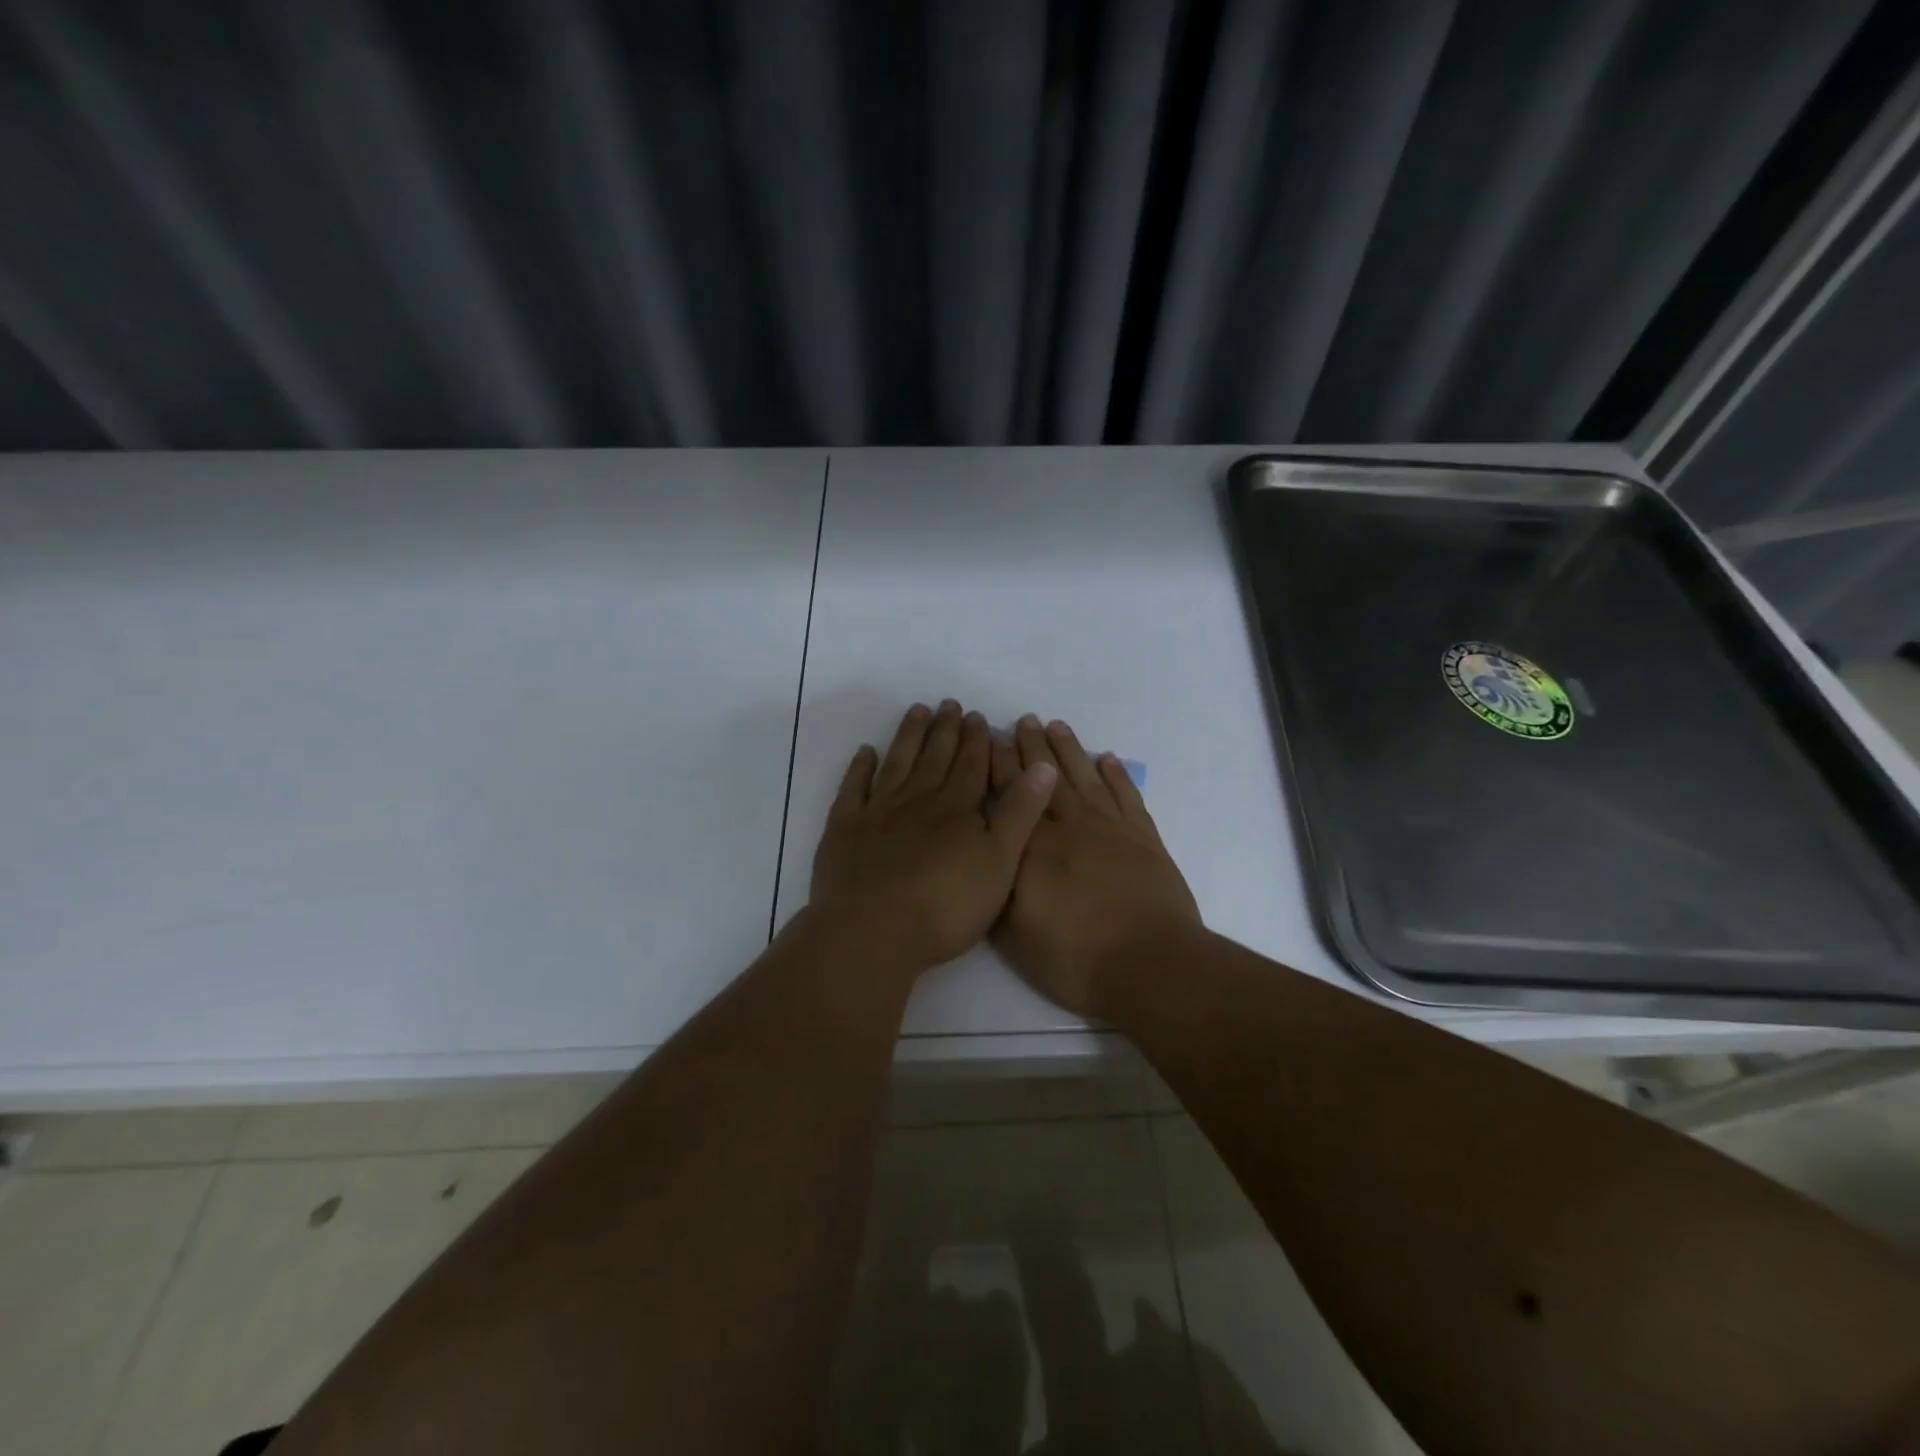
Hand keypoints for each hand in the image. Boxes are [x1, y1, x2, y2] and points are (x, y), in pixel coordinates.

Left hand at [811, 700, 1057, 972]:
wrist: (873, 932)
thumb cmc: (945, 907)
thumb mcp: (999, 863)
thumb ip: (1020, 814)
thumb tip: (1043, 766)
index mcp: (956, 809)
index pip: (971, 765)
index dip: (976, 740)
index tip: (977, 716)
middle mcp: (917, 800)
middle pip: (934, 757)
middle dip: (944, 730)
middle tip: (948, 704)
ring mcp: (878, 812)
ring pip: (897, 764)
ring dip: (908, 736)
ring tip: (916, 711)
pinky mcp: (844, 830)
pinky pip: (853, 789)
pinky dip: (859, 768)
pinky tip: (865, 753)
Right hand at [991, 715, 1201, 1017]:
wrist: (1151, 965)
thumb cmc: (1077, 959)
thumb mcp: (1018, 937)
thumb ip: (1000, 892)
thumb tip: (989, 858)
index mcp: (1035, 849)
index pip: (1012, 797)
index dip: (999, 767)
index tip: (989, 741)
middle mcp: (1071, 827)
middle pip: (1046, 778)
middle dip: (1031, 747)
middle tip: (1022, 720)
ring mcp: (1111, 829)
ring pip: (1084, 778)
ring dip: (1070, 750)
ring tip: (1056, 725)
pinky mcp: (1144, 838)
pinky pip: (1127, 796)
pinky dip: (1117, 775)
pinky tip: (1108, 759)